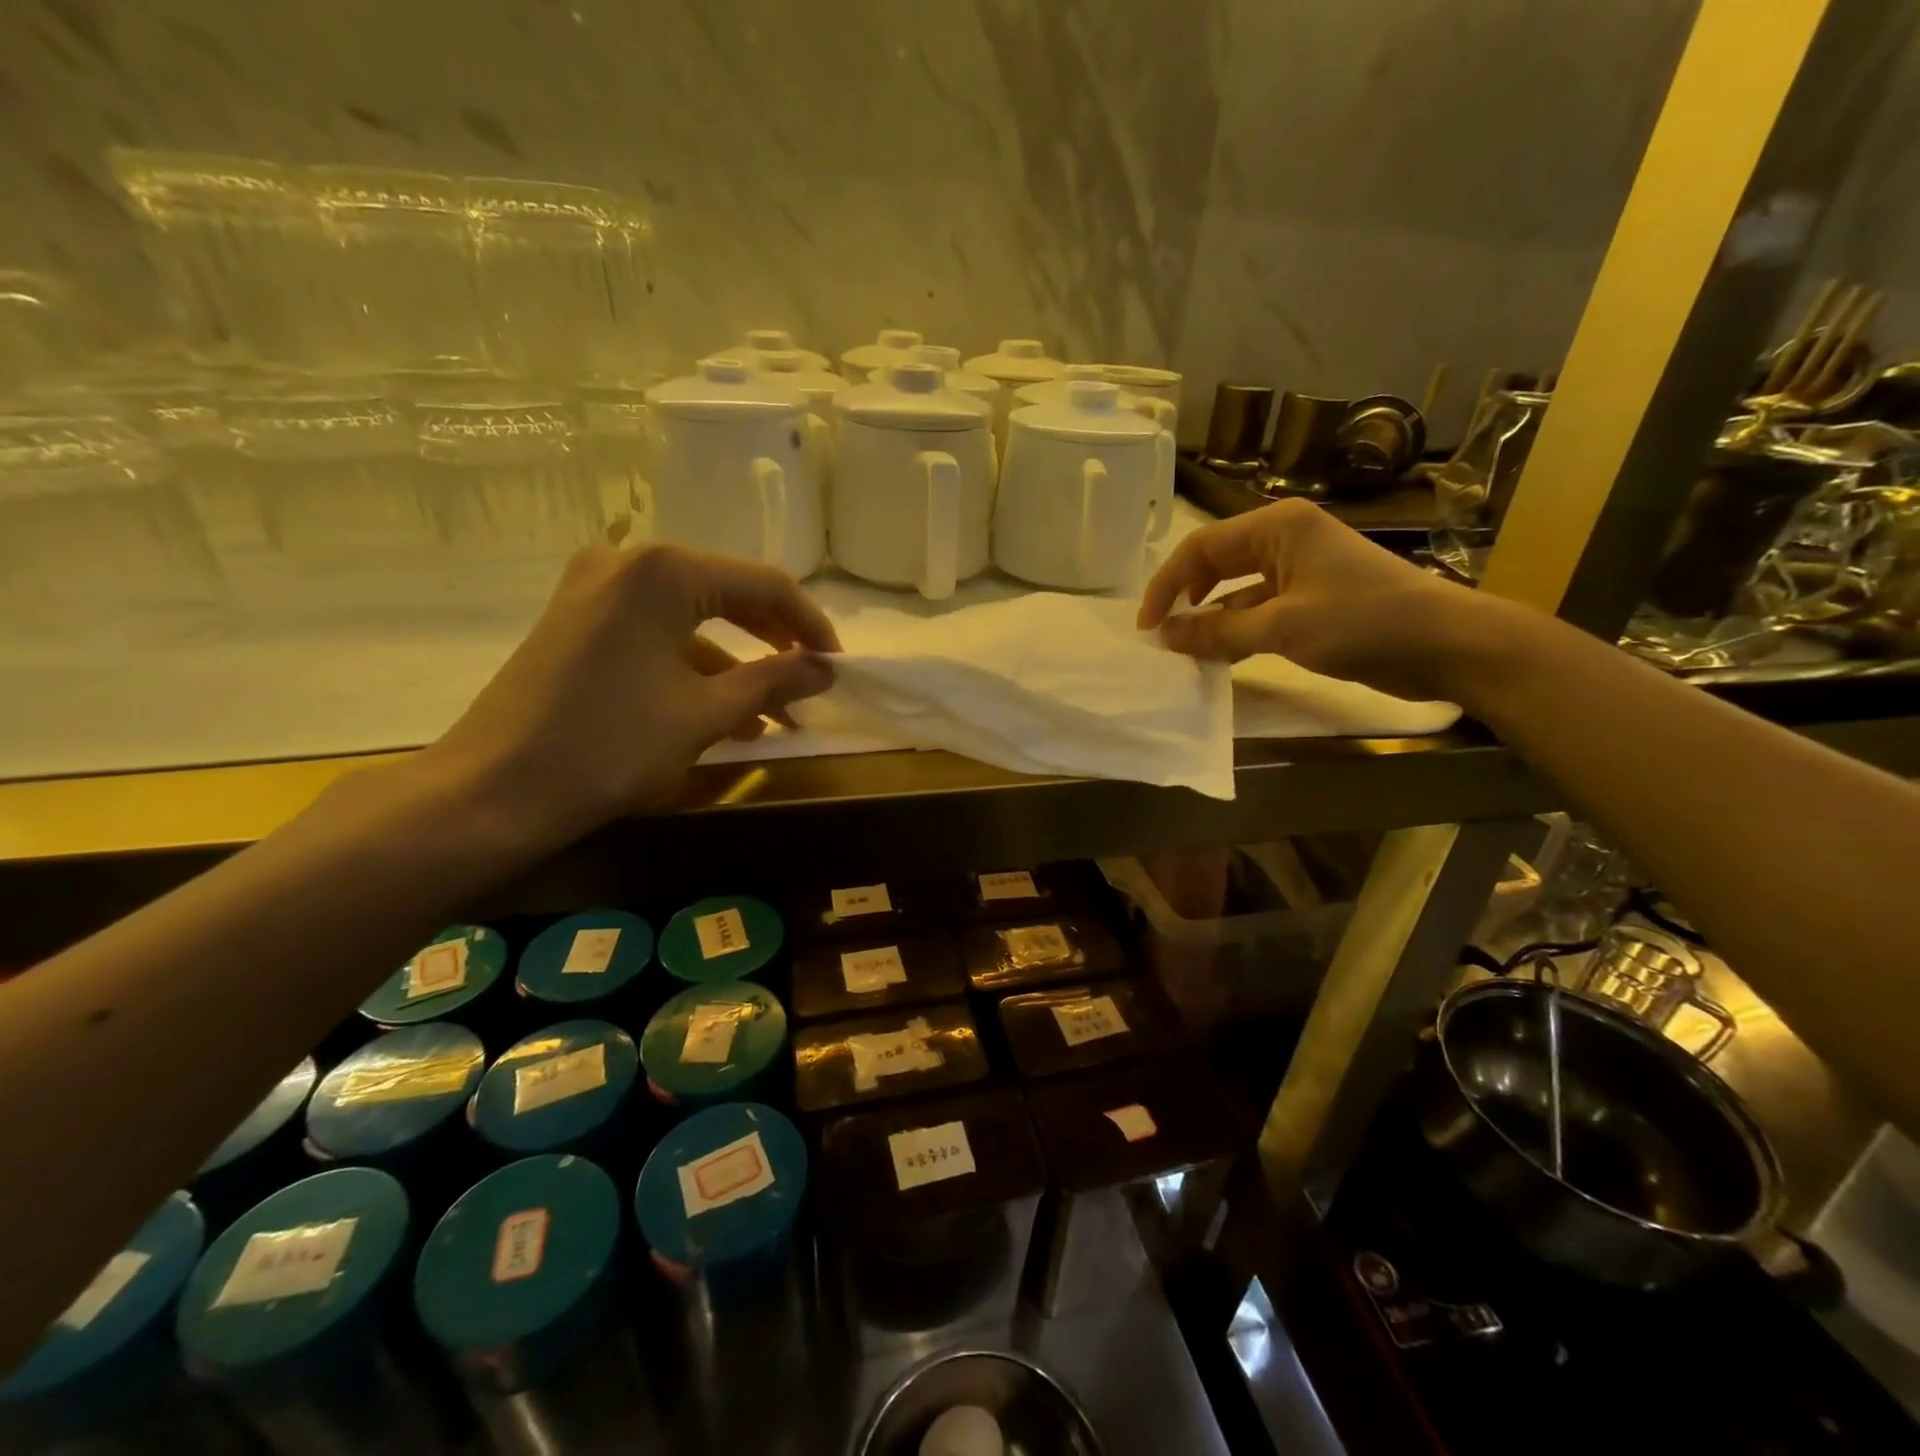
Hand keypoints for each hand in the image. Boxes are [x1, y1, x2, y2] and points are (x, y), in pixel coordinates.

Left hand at [426, 543, 839, 848]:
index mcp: (665, 571)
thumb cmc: (611, 746)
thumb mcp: (705, 714)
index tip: (838, 666)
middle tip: (811, 685)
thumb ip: (774, 681)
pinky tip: (724, 717)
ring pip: (693, 620)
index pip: (764, 584)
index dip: (810, 625)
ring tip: (775, 717)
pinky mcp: (579, 622)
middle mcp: (629, 563)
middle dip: (776, 645)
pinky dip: (695, 669)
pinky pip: (657, 635)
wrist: (492, 792)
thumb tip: (827, 669)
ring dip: (738, 666)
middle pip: (728, 594)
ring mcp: (596, 590)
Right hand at [1138, 499, 1493, 702]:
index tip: (1148, 625)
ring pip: (1236, 590)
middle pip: (1215, 564)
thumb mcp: (1281, 628)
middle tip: (1162, 635)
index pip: (1201, 548)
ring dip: (1210, 618)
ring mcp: (1301, 569)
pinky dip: (1237, 630)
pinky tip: (1220, 654)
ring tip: (1185, 649)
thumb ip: (1217, 632)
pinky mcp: (1313, 598)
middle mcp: (1285, 539)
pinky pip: (1259, 609)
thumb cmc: (1363, 622)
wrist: (1447, 644)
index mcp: (1277, 527)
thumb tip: (1165, 635)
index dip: (1166, 585)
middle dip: (1185, 598)